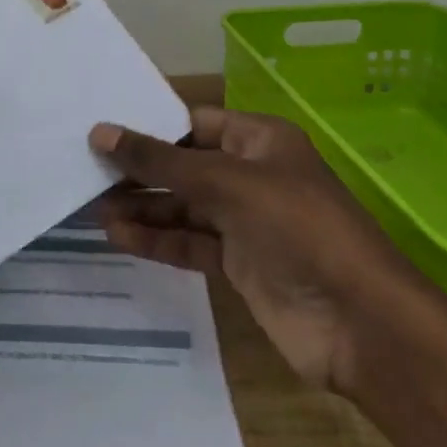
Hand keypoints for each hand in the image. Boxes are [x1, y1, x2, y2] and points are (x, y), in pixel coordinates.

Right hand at [91, 107, 446, 446]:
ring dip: (142, 207)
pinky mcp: (240, 264)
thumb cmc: (298, 228)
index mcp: (260, 140)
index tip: (100, 128)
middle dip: (139, 170)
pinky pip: (190, 243)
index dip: (149, 125)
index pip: (194, 122)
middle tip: (85, 170)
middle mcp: (251, 175)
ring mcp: (246, 222)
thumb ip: (161, 161)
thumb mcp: (227, 182)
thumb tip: (100, 132)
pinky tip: (119, 236)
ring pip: (183, 206)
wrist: (362, 325)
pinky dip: (157, 240)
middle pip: (184, 165)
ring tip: (91, 207)